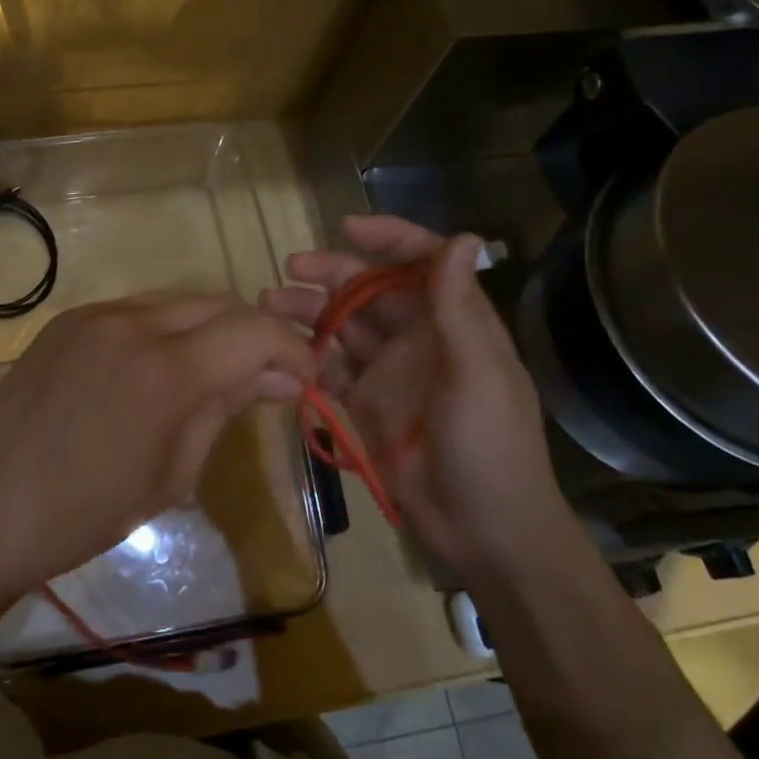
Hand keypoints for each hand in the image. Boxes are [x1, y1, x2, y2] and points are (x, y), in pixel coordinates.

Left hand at [0, 295, 315, 603]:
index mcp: (165, 370)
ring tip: (214, 373)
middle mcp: (132, 323)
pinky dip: (165, 329)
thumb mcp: (172, 473)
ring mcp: (94, 315)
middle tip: (265, 379)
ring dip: (210, 329)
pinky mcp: (67, 320)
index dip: (293, 350)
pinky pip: (136, 310)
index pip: (255, 331)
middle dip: (254, 336)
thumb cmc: (84, 514)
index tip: (306, 380)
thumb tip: (279, 378)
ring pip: (178, 301)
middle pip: (219, 304)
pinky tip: (158, 368)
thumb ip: (225, 408)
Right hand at [261, 215, 564, 575]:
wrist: (482, 529)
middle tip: (290, 268)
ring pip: (343, 326)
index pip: (422, 263)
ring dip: (309, 310)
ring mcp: (388, 371)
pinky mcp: (364, 404)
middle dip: (333, 273)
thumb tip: (462, 237)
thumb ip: (459, 308)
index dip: (389, 238)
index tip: (347, 228)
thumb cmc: (489, 445)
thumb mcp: (478, 373)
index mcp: (453, 322)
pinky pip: (330, 368)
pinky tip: (280, 348)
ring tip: (268, 304)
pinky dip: (307, 355)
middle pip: (371, 290)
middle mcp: (418, 338)